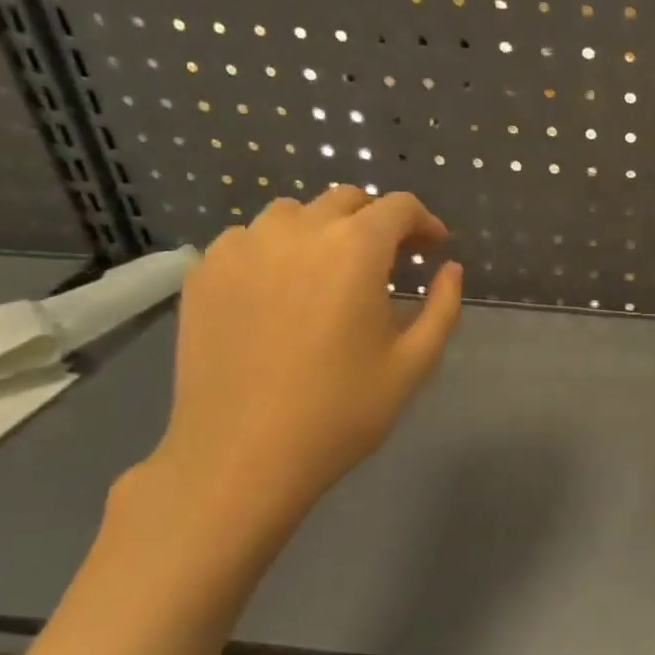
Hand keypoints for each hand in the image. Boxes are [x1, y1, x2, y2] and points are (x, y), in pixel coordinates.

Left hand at [150, 188, 463, 518]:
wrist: (242, 454)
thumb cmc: (342, 411)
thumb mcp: (414, 363)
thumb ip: (443, 306)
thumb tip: (449, 269)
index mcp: (355, 249)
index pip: (398, 207)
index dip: (424, 222)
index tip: (435, 249)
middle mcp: (297, 232)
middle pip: (346, 200)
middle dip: (377, 222)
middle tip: (391, 261)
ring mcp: (243, 248)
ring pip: (293, 213)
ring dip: (324, 230)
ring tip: (331, 272)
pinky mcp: (205, 272)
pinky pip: (249, 239)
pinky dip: (276, 250)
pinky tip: (282, 290)